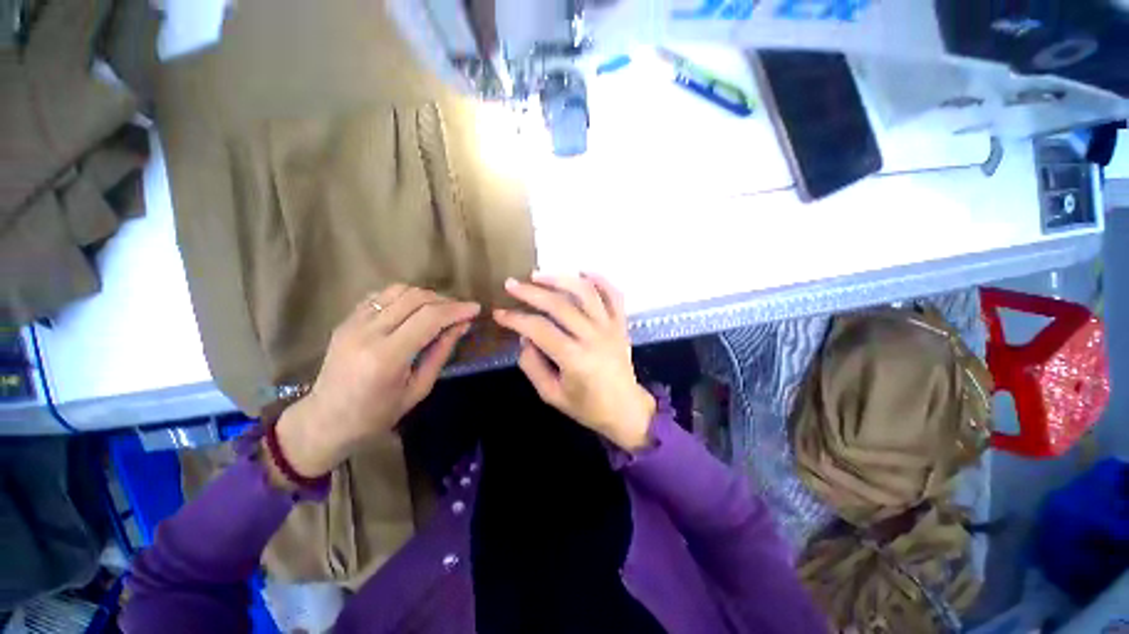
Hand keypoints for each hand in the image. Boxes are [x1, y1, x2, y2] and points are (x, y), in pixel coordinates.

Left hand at [275, 286, 479, 476]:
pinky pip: (381, 296)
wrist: (325, 421)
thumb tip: (462, 325)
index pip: (429, 318)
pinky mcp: (346, 320)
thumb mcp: (418, 389)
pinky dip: (404, 297)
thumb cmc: (377, 415)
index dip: (456, 309)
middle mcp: (367, 333)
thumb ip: (441, 352)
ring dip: (426, 295)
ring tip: (440, 309)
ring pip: (398, 290)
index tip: (475, 309)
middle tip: (461, 311)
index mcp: (387, 357)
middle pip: (415, 298)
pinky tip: (413, 310)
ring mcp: (352, 323)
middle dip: (445, 300)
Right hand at [493, 273, 655, 451]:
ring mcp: (610, 327)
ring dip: (560, 279)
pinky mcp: (621, 324)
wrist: (625, 409)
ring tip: (539, 275)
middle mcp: (593, 337)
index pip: (539, 329)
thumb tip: (525, 338)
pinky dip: (600, 280)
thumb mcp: (551, 394)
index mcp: (574, 358)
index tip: (499, 313)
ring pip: (585, 292)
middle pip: (559, 305)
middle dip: (531, 293)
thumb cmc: (587, 406)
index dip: (516, 319)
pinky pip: (614, 295)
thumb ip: (533, 365)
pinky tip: (582, 272)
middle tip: (511, 285)